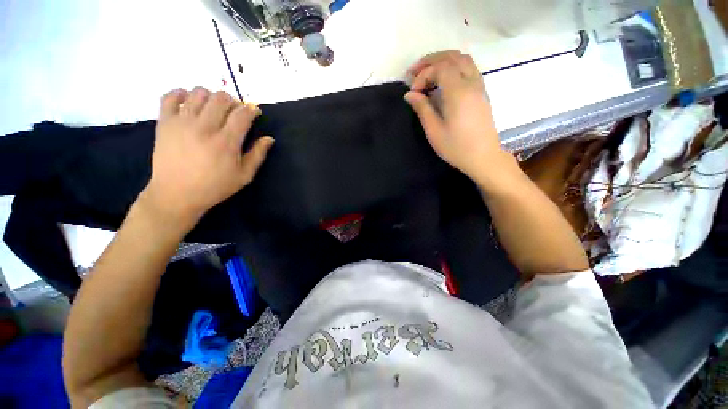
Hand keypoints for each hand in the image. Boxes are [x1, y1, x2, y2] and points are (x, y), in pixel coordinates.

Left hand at [142, 87, 273, 223]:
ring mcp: (182, 123)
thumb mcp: (244, 176)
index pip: (242, 114)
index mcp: (226, 142)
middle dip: (233, 101)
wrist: (176, 194)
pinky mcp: (165, 123)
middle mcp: (204, 127)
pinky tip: (188, 101)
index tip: (254, 112)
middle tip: (234, 111)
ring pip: (198, 93)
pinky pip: (169, 97)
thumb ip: (258, 155)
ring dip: (211, 96)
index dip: (251, 109)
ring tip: (213, 108)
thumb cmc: (215, 187)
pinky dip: (181, 94)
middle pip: (221, 98)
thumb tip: (269, 139)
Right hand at [404, 50, 514, 186]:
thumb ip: (422, 109)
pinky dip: (453, 67)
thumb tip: (409, 94)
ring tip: (427, 73)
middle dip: (431, 61)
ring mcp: (479, 86)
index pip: (440, 67)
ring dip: (443, 61)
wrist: (483, 157)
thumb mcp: (434, 130)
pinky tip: (443, 81)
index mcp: (459, 92)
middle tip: (414, 72)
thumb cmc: (456, 147)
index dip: (423, 75)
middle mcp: (472, 82)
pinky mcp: (482, 92)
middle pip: (452, 57)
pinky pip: (469, 68)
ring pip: (462, 59)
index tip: (413, 92)